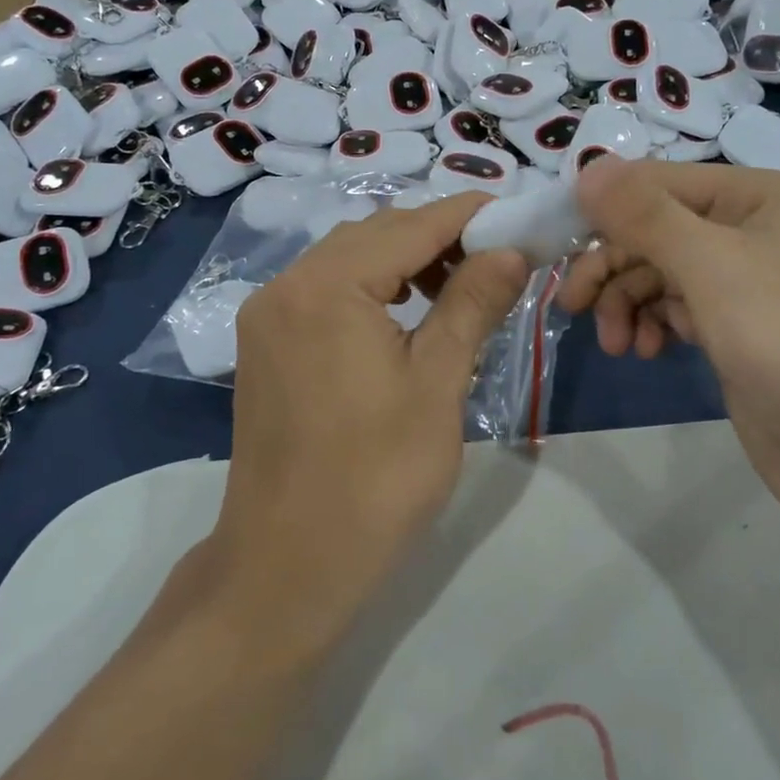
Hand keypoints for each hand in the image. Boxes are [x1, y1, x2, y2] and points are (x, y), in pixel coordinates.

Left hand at [204, 194, 528, 652]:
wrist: (288, 565)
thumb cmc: (376, 478)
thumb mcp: (438, 384)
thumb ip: (472, 304)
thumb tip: (511, 251)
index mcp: (327, 287)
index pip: (410, 226)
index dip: (467, 215)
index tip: (515, 214)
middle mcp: (286, 285)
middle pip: (374, 234)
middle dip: (437, 237)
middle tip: (495, 259)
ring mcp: (268, 315)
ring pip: (347, 259)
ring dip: (403, 260)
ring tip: (457, 288)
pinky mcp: (264, 344)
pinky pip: (325, 290)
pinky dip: (370, 287)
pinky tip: (404, 314)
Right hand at [558, 159, 779, 551]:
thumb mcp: (710, 267)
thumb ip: (644, 215)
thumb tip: (586, 168)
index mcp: (756, 197)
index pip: (658, 182)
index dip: (603, 209)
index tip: (554, 246)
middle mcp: (750, 229)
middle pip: (654, 230)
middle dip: (612, 268)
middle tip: (574, 307)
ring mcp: (744, 282)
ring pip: (659, 273)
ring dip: (627, 302)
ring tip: (617, 345)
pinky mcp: (735, 328)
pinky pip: (675, 308)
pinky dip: (651, 324)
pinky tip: (644, 350)